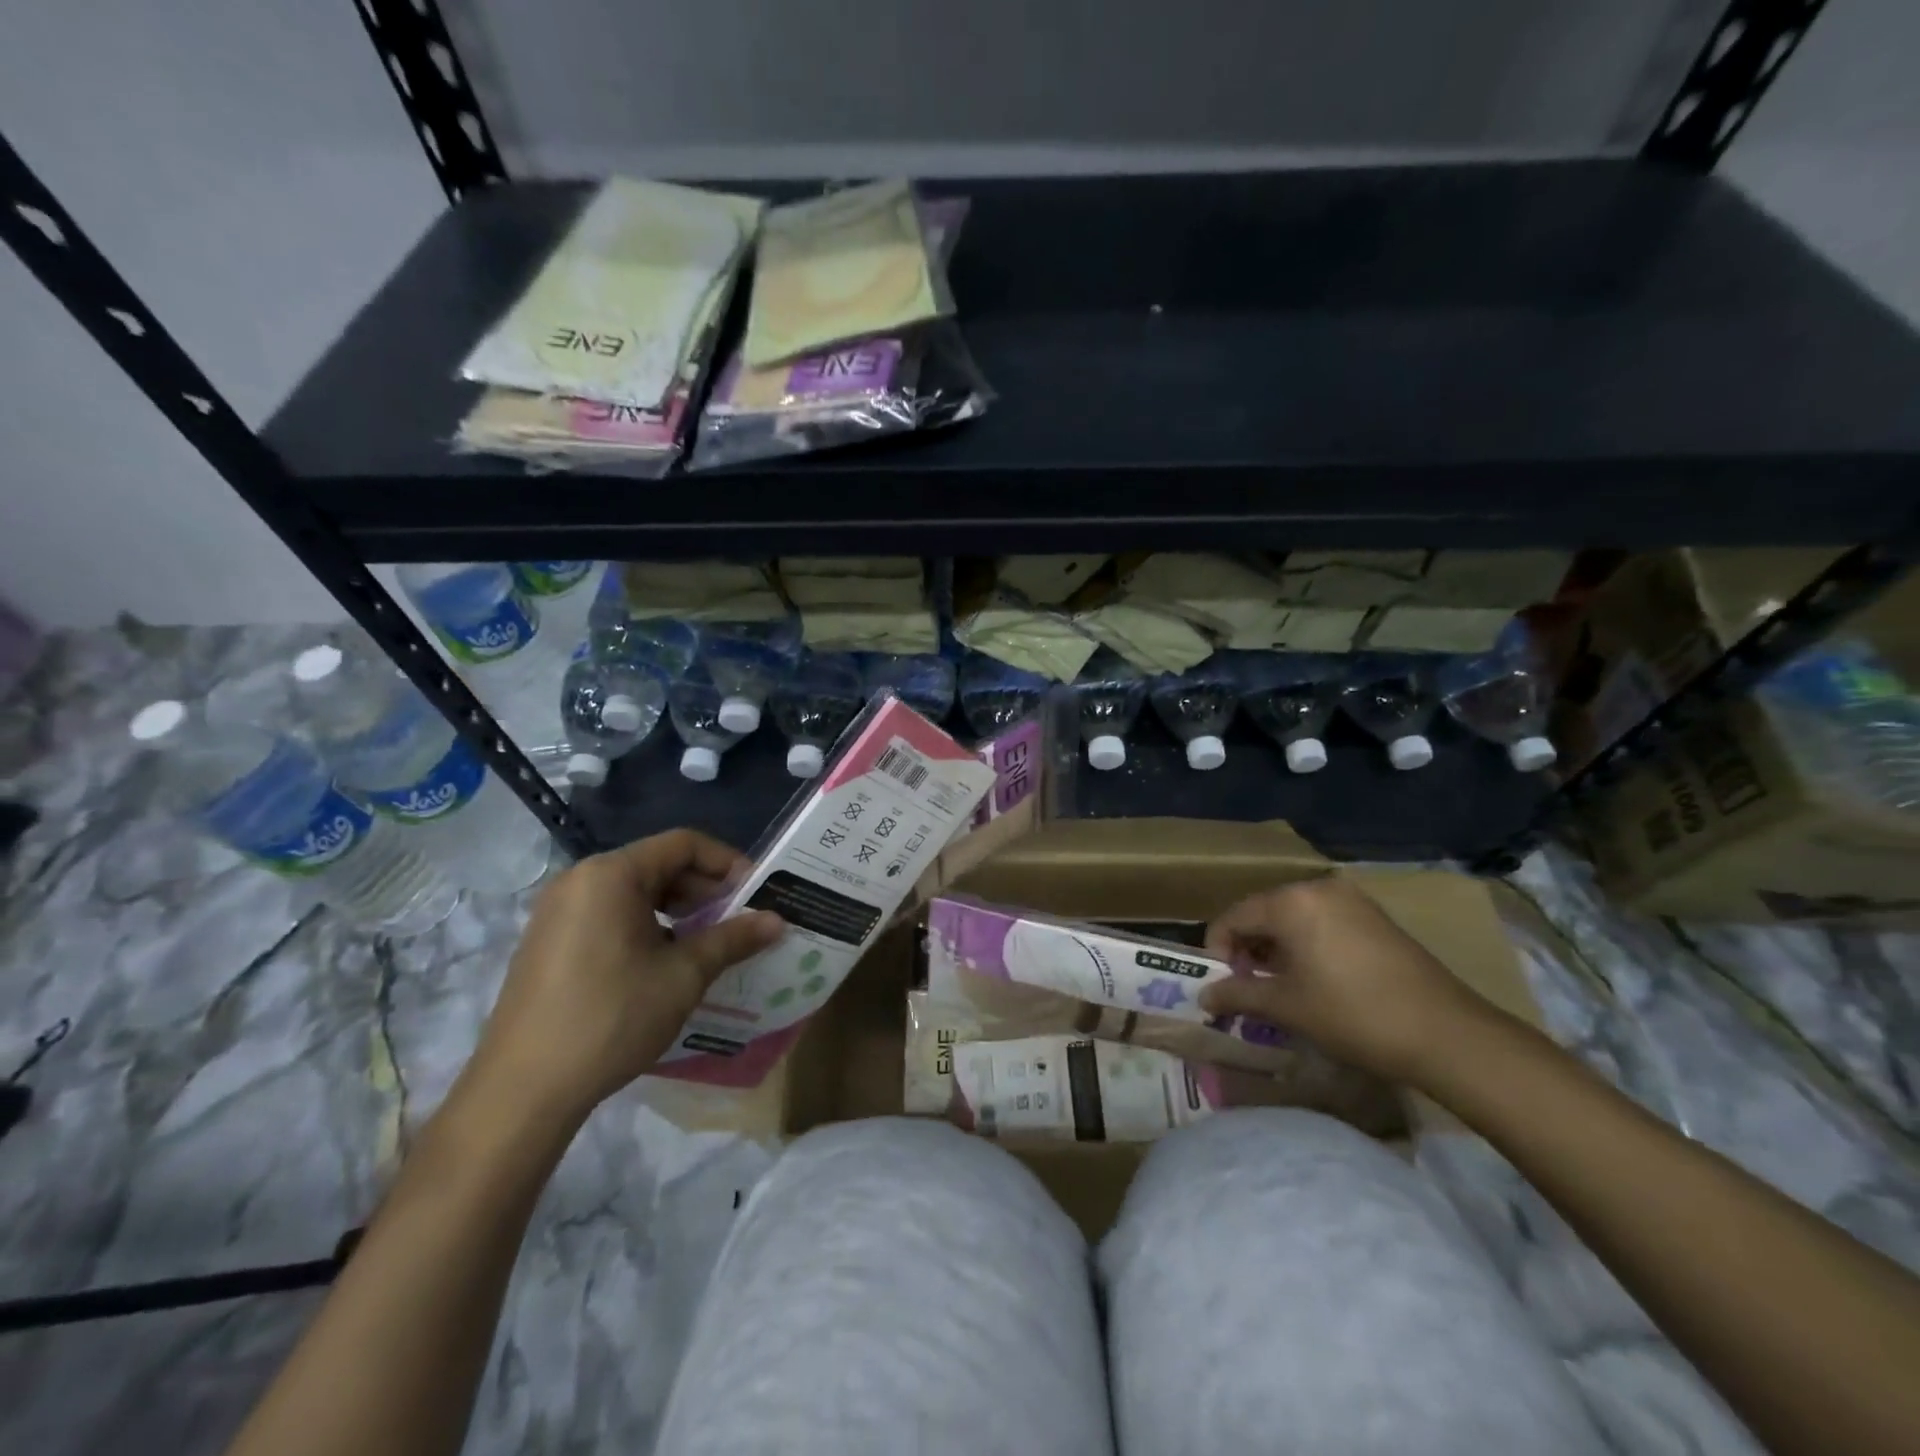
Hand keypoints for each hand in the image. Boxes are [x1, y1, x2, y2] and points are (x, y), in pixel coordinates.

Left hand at [468, 830, 783, 1125]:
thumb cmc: (611, 1018)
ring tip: (710, 943)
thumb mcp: (683, 975)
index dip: (727, 863)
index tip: (757, 894)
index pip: (683, 844)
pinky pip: (610, 915)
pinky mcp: (549, 941)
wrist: (522, 1091)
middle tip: (739, 921)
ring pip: (635, 892)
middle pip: (658, 865)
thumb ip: (733, 938)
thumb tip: (778, 920)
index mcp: (611, 874)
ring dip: (679, 910)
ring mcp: (559, 911)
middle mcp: (580, 880)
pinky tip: (666, 962)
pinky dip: (647, 926)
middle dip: (705, 890)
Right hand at [1197, 876, 1489, 1084]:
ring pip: (1294, 917)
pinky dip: (1307, 944)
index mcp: (1290, 901)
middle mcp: (1317, 889)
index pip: (1233, 917)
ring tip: (1281, 986)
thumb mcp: (1287, 1007)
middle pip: (1263, 912)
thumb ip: (1238, 995)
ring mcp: (1351, 899)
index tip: (1222, 985)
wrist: (1446, 1033)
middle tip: (1249, 987)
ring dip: (1277, 947)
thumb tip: (1204, 996)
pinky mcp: (1375, 917)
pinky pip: (1323, 921)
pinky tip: (1316, 978)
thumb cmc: (1352, 1014)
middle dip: (1248, 948)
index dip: (1218, 950)